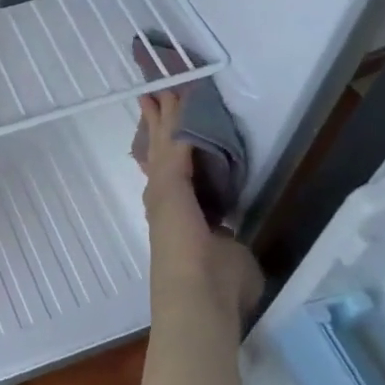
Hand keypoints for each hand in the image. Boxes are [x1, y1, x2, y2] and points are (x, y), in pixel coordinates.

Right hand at [136, 90, 262, 334]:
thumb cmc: (217, 288)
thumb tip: (228, 242)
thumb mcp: (228, 258)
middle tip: (156, 94)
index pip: (171, 174)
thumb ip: (226, 244)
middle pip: (161, 150)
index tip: (165, 131)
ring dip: (165, 113)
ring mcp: (165, 188)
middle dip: (160, 122)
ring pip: (165, 140)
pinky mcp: (171, 180)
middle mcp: (164, 199)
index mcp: (178, 216)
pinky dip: (177, 116)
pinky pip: (176, 139)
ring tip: (163, 86)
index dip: (168, 150)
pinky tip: (180, 95)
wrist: (197, 297)